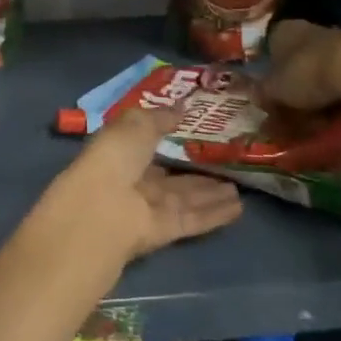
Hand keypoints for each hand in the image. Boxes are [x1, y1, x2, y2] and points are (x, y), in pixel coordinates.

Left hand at [36, 104, 240, 263]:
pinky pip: (193, 219)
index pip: (147, 146)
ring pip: (184, 199)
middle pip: (169, 178)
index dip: (169, 140)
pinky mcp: (163, 232)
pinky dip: (215, 214)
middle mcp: (132, 181)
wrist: (101, 210)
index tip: (197, 134)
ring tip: (239, 188)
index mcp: (119, 152)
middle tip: (228, 167)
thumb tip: (181, 109)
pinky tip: (239, 208)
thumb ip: (158, 118)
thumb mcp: (134, 125)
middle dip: (196, 173)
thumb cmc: (112, 159)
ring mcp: (147, 209)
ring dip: (210, 194)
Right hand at [261, 20, 340, 113]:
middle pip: (300, 57)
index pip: (271, 43)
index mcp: (286, 30)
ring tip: (320, 118)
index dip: (269, 67)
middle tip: (293, 109)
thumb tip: (255, 95)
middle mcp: (315, 29)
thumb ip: (263, 91)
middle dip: (297, 82)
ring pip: (326, 67)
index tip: (269, 89)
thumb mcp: (274, 90)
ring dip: (322, 89)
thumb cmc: (307, 75)